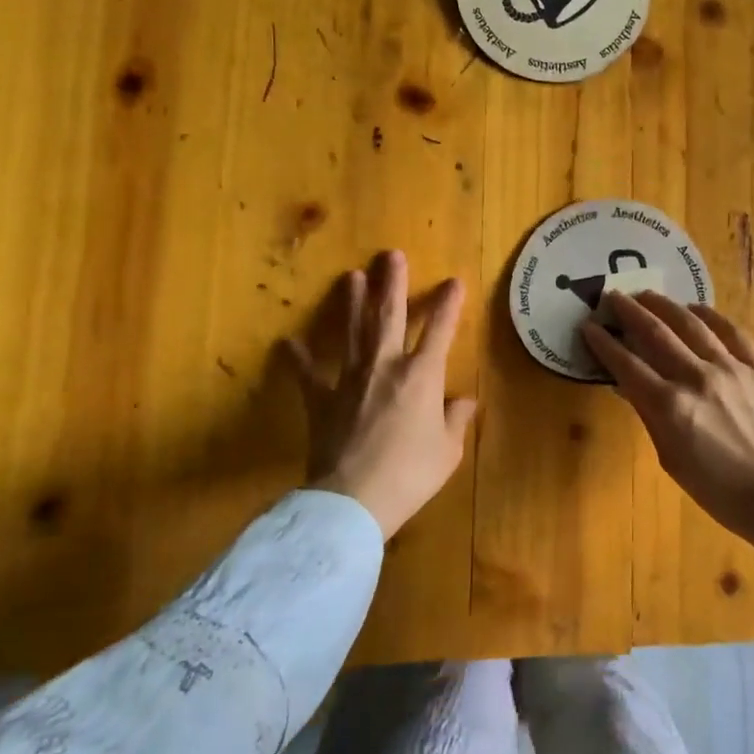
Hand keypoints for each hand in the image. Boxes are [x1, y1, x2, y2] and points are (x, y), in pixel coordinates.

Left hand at [287, 251, 476, 538]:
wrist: (355, 499)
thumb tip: (465, 402)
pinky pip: (308, 374)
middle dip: (393, 283)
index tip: (454, 281)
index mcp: (422, 375)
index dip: (449, 304)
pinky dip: (299, 358)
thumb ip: (456, 420)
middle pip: (389, 316)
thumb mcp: (447, 451)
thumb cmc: (411, 474)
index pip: (440, 330)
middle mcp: (386, 366)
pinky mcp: (321, 400)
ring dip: (352, 302)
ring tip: (351, 276)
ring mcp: (350, 380)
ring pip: (352, 332)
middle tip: (391, 255)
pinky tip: (288, 341)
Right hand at [582, 291, 753, 611]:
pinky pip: (731, 331)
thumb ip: (649, 416)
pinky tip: (694, 309)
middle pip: (655, 334)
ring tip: (647, 295)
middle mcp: (696, 378)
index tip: (589, 326)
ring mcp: (730, 368)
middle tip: (613, 295)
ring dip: (665, 305)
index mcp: (669, 407)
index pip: (627, 365)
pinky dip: (709, 315)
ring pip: (691, 324)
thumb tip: (627, 385)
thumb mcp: (671, 458)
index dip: (604, 343)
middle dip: (630, 311)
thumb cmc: (718, 489)